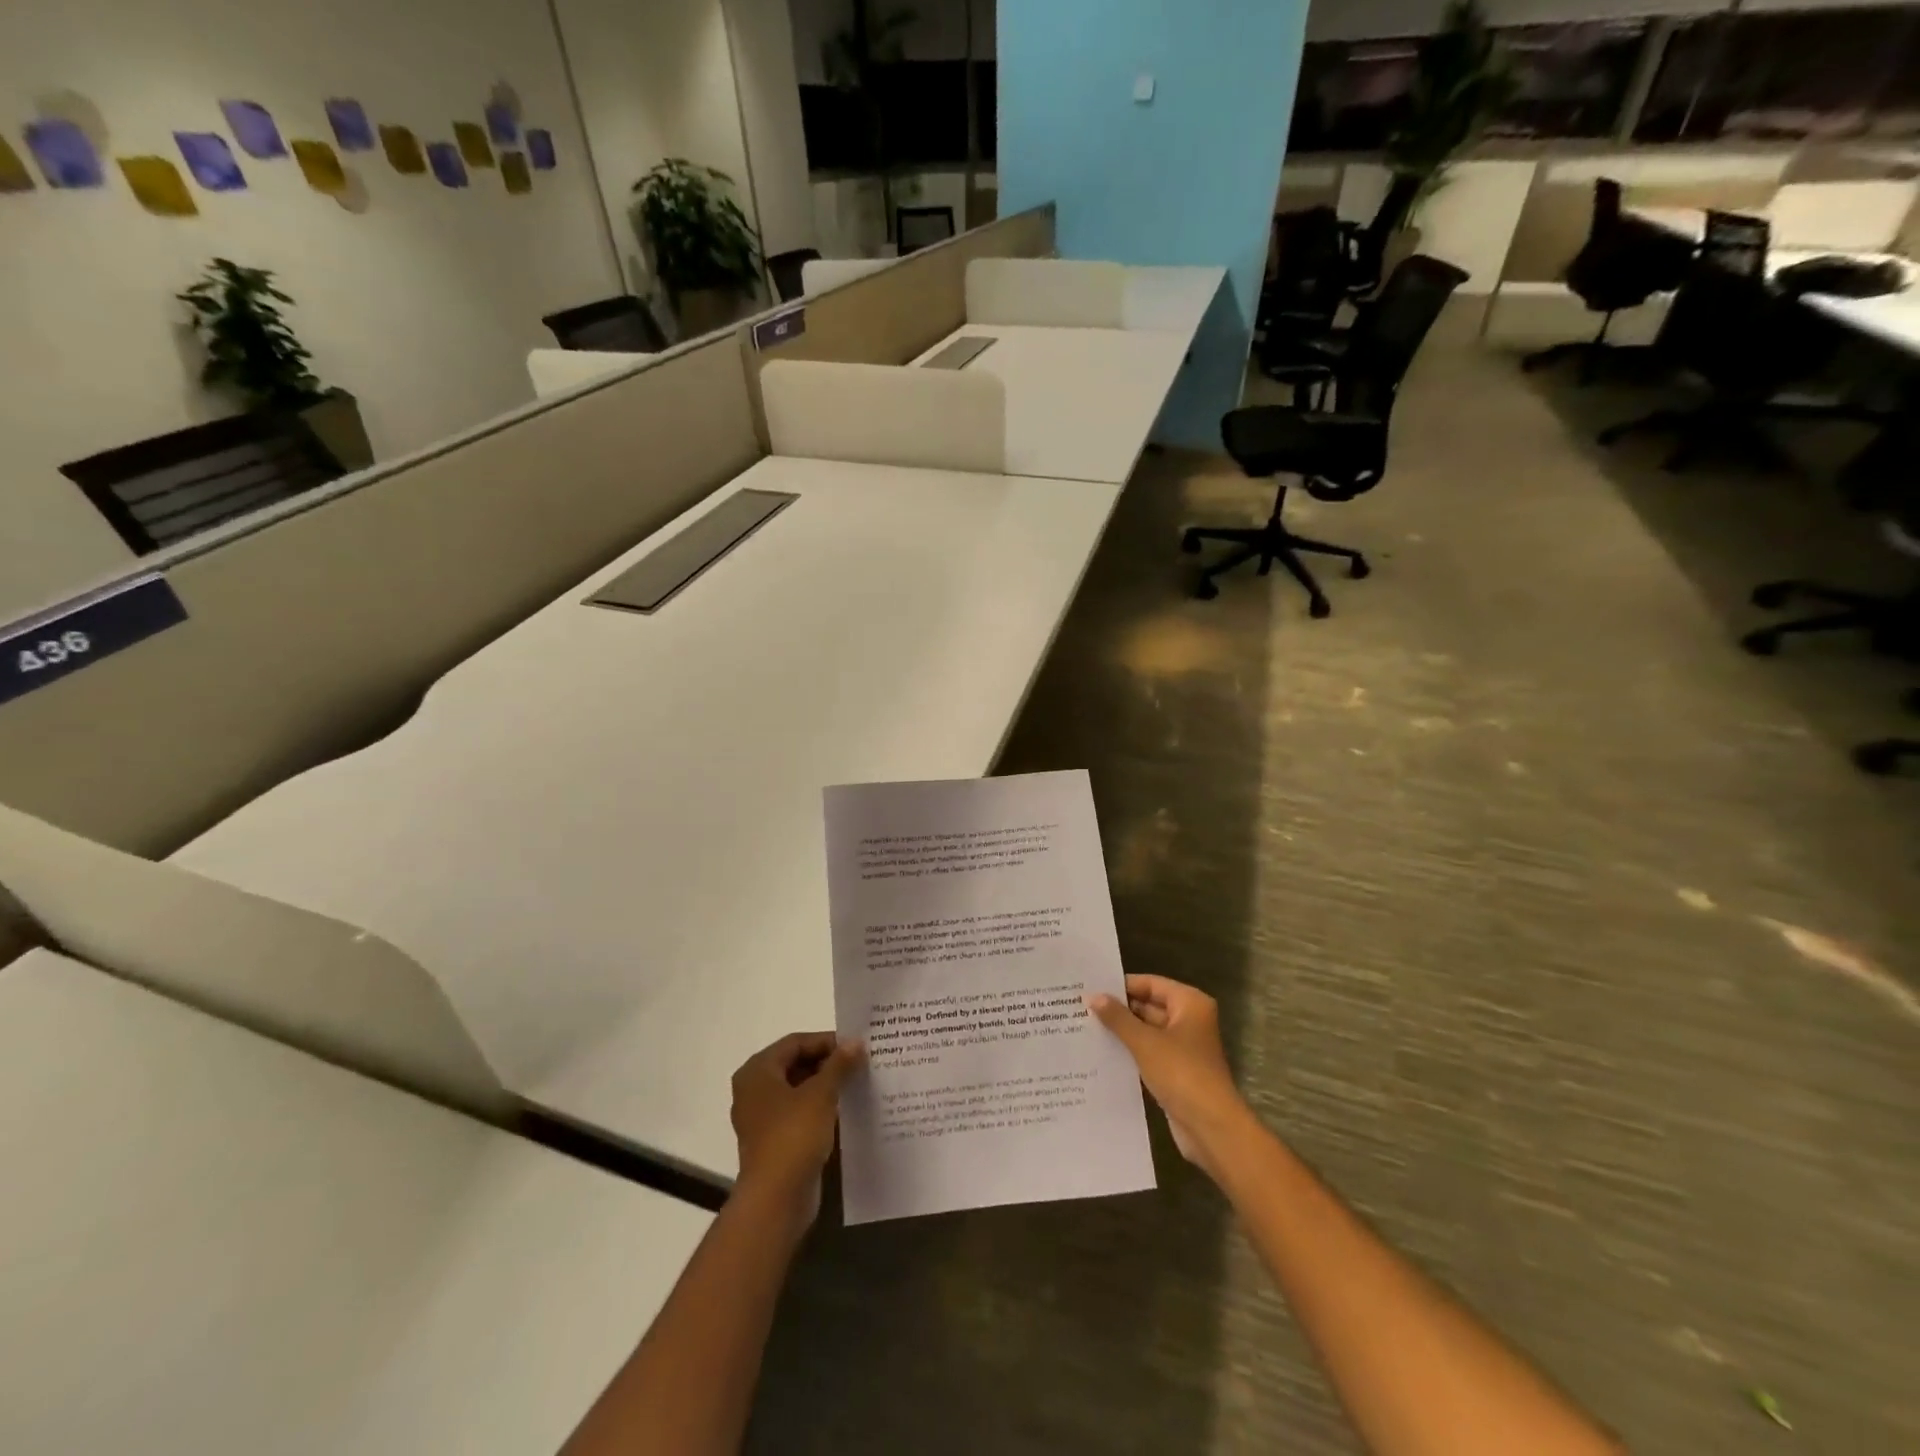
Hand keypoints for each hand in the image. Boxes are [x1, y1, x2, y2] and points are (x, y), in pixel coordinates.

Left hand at [730, 1032, 862, 1224]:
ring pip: (798, 1089)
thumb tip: (856, 1041)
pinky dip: (819, 1107)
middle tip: (859, 1063)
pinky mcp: (773, 1140)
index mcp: (757, 1071)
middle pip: (795, 1064)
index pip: (795, 1042)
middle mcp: (754, 1090)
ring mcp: (761, 1117)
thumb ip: (839, 1064)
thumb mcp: (821, 1094)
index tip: (855, 1047)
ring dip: (825, 1085)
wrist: (776, 1200)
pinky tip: (844, 1110)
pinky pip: (798, 1112)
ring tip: (856, 1083)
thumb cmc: (793, 1136)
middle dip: (827, 1063)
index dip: (826, 1041)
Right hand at [1087, 976, 1248, 1177]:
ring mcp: (1183, 1047)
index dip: (1121, 986)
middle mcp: (1189, 1020)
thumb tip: (1094, 996)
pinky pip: (1148, 1053)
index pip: (1150, 983)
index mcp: (1189, 1003)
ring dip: (1122, 1031)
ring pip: (1147, 1031)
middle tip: (1082, 1007)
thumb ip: (1118, 1018)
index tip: (1091, 987)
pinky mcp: (1176, 1071)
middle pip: (1149, 1006)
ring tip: (1085, 1027)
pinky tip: (1101, 1052)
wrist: (1211, 1128)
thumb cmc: (1182, 1074)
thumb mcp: (1145, 1042)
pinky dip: (1129, 1051)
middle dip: (1119, 1009)